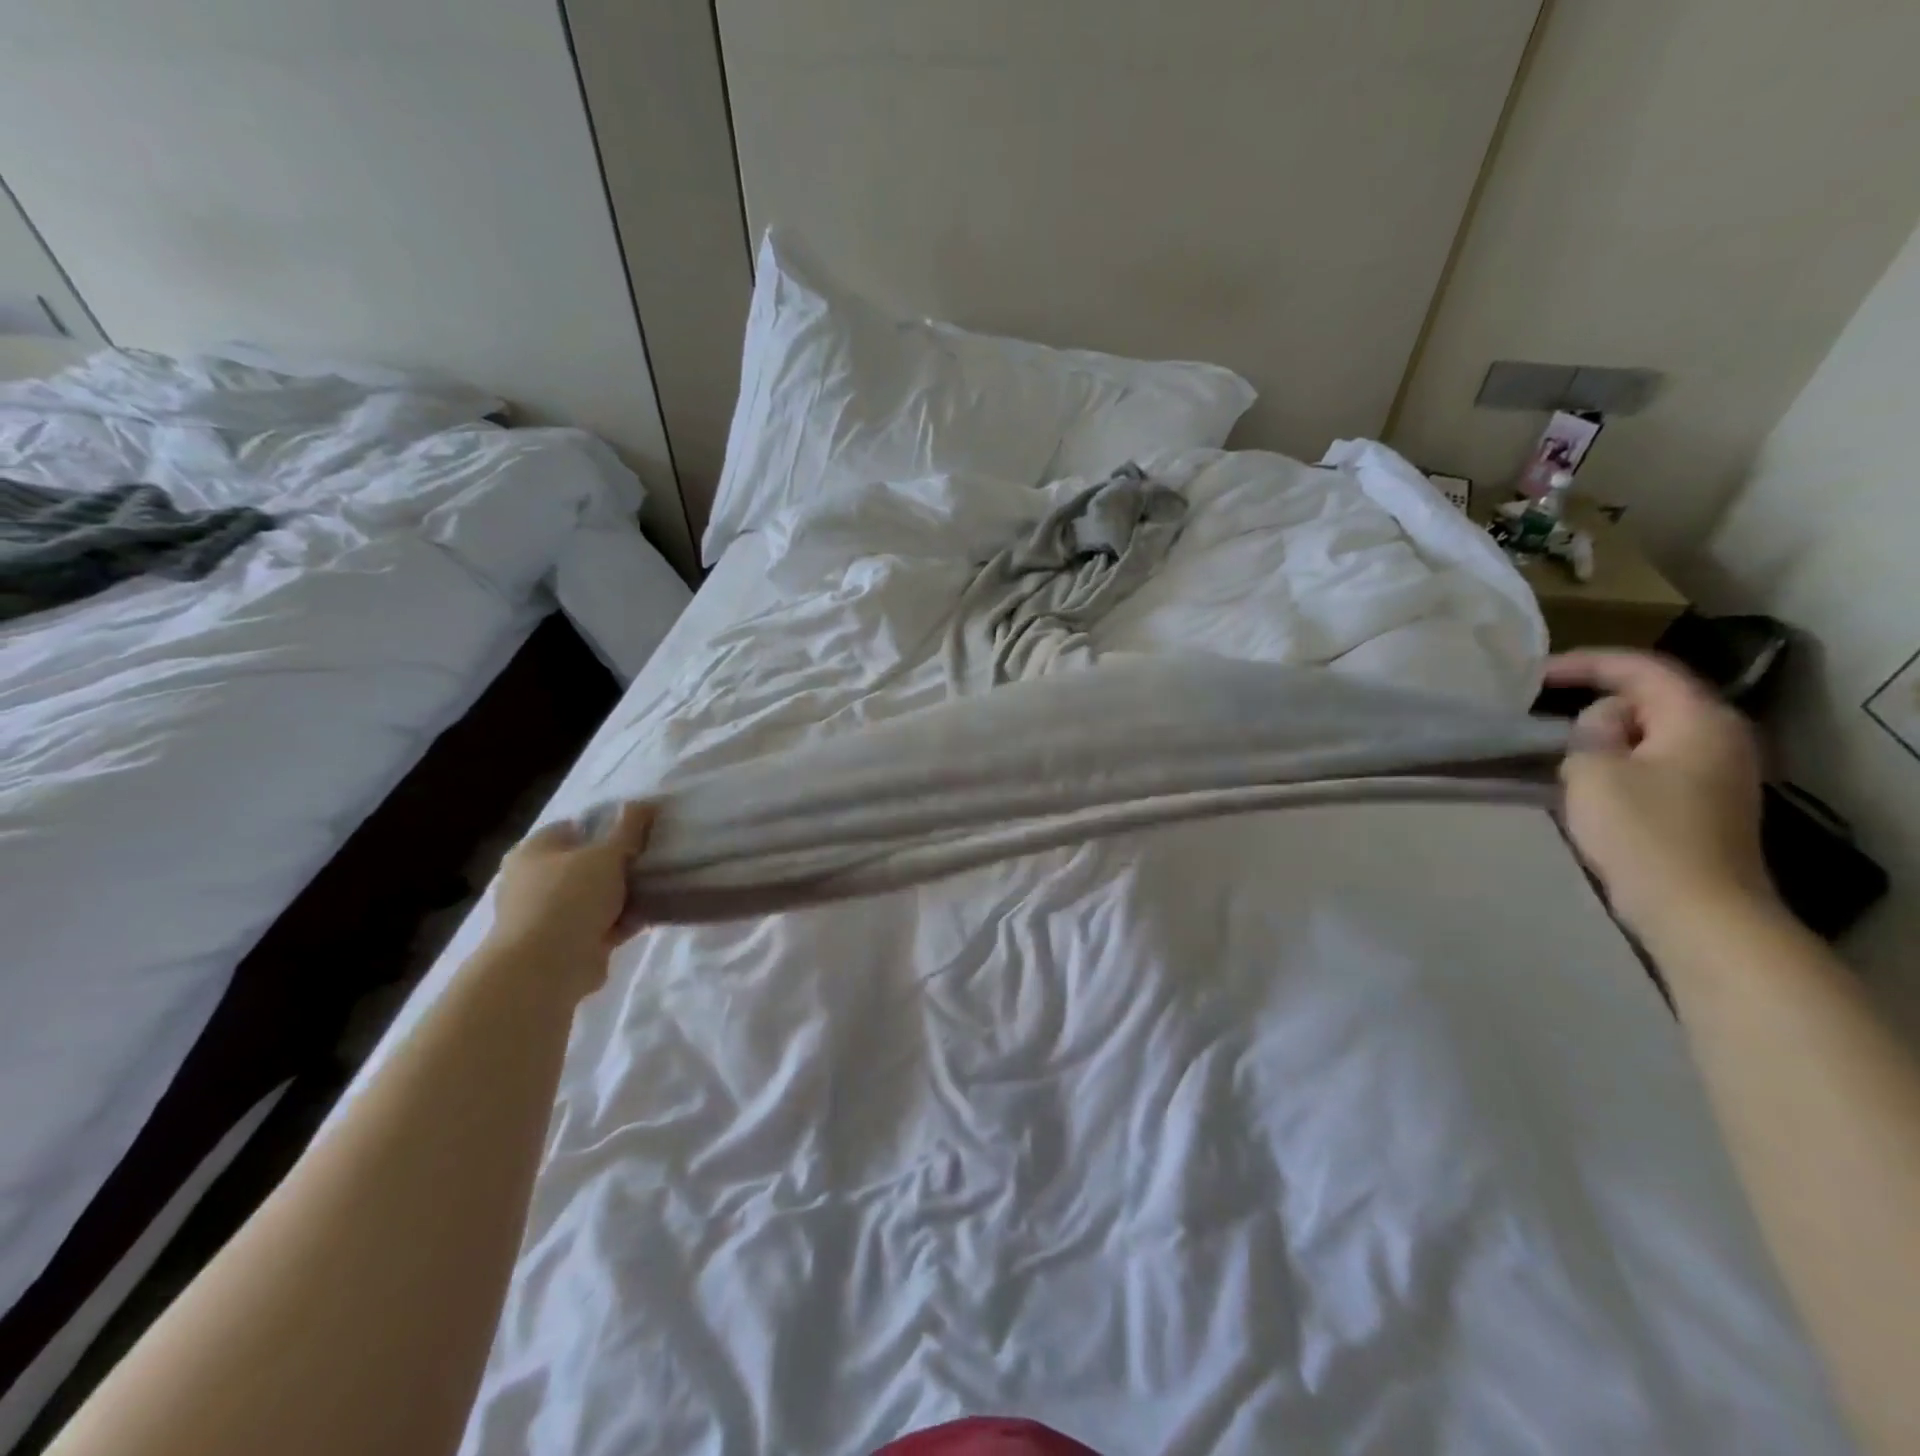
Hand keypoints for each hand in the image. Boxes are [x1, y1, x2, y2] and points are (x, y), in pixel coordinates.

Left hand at [484, 802, 654, 996]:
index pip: (572, 827)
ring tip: (658, 885)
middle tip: (651, 858)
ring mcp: (548, 915)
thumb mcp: (607, 854)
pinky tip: (650, 914)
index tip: (638, 831)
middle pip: (585, 863)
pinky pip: (601, 925)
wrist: (546, 967)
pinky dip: (622, 921)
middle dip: (618, 864)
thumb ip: (628, 829)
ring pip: (595, 896)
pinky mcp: (565, 944)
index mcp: (533, 851)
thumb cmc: (570, 897)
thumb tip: (644, 802)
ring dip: (623, 895)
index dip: (606, 826)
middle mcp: (534, 881)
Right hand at [1546, 651, 1776, 937]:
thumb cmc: (1643, 834)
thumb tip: (1603, 723)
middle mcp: (1721, 737)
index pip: (1641, 668)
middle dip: (1597, 702)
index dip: (1585, 663)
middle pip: (1651, 698)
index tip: (1533, 675)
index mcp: (1699, 719)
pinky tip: (1591, 784)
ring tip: (1562, 753)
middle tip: (1546, 721)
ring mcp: (1720, 772)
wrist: (1698, 911)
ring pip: (1652, 733)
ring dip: (1607, 737)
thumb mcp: (1594, 771)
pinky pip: (1657, 762)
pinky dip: (1622, 761)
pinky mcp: (1707, 803)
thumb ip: (1591, 731)